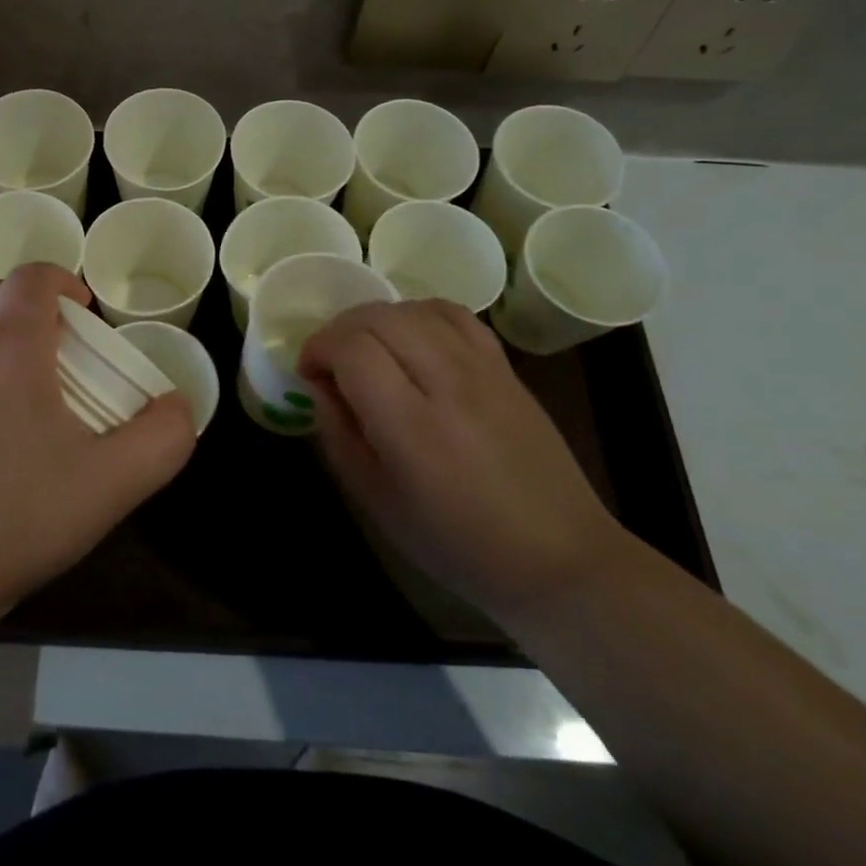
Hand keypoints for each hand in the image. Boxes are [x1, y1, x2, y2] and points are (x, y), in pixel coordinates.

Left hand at [0, 264, 194, 700]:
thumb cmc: (7, 521)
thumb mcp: (108, 487)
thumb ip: (161, 440)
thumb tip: (178, 406)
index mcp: (6, 345)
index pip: (34, 276)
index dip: (64, 283)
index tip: (84, 316)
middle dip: (28, 310)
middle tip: (56, 357)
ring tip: (14, 401)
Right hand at [298, 300, 625, 621]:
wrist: (556, 556)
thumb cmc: (456, 544)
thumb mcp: (377, 502)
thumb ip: (339, 436)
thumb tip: (320, 385)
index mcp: (412, 426)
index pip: (352, 350)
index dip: (319, 349)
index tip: (309, 374)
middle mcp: (448, 383)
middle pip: (379, 318)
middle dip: (340, 330)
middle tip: (330, 362)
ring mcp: (483, 369)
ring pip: (413, 309)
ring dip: (376, 320)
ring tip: (367, 350)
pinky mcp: (505, 367)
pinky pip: (454, 315)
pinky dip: (419, 314)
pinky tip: (411, 339)